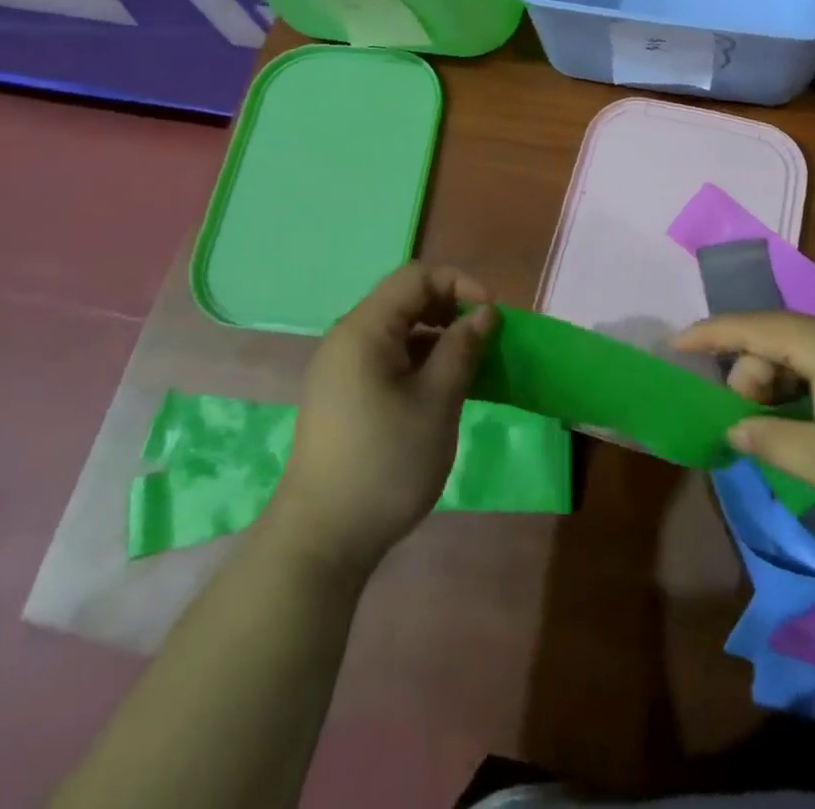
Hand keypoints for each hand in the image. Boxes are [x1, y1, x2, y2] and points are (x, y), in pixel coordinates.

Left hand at [263, 263, 496, 579]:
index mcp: (364, 329)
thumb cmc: (385, 462)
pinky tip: (441, 390)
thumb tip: (484, 313)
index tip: (492, 314)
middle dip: (450, 309)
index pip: (416, 276)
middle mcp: (347, 338)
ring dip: (437, 338)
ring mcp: (341, 368)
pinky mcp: (342, 394)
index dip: (460, 283)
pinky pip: (386, 358)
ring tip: (470, 367)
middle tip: (484, 340)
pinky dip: (419, 361)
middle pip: (405, 299)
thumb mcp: (437, 402)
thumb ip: (462, 349)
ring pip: (398, 330)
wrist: (321, 539)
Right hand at [677, 312, 814, 550]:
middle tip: (747, 421)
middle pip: (779, 338)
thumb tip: (736, 426)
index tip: (675, 346)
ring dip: (780, 384)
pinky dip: (808, 388)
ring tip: (778, 430)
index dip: (709, 334)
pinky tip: (813, 426)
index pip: (752, 325)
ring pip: (806, 353)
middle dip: (750, 373)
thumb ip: (769, 438)